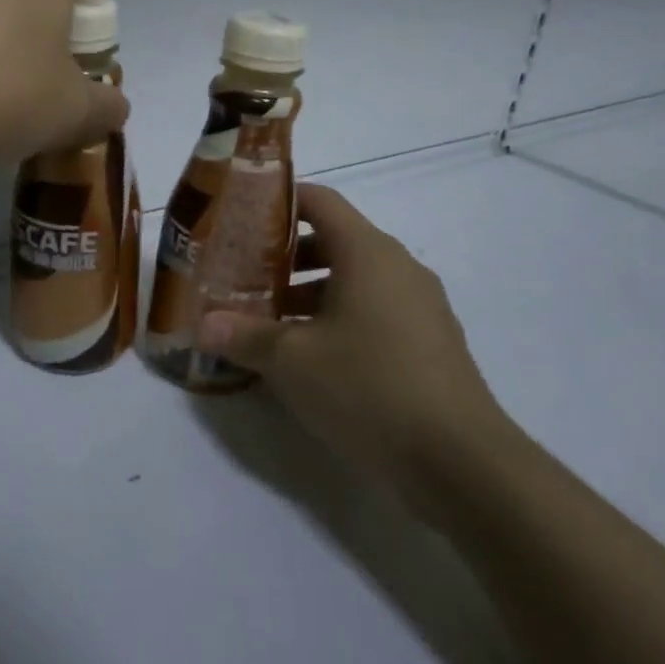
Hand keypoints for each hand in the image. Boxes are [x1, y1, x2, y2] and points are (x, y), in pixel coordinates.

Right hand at [199, 185, 512, 514]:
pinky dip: (338, 319)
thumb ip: (244, 336)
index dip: (278, 201)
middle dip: (284, 256)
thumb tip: (203, 325)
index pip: (319, 200)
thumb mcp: (292, 361)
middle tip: (242, 274)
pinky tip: (309, 357)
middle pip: (333, 240)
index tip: (240, 218)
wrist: (461, 463)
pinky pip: (374, 311)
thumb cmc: (368, 387)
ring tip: (267, 319)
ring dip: (308, 292)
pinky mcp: (428, 343)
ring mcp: (419, 306)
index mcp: (367, 252)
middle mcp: (398, 267)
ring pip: (353, 280)